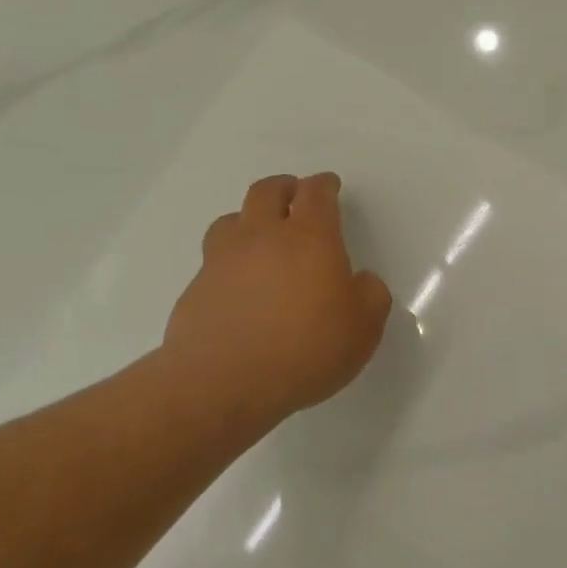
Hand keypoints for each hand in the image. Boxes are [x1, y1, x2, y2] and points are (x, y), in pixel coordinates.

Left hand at [162, 173, 393, 431]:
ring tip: (258, 236)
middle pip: (267, 192)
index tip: (329, 186)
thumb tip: (361, 282)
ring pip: (231, 220)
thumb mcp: (364, 328)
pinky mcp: (196, 288)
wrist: (224, 382)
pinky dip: (228, 263)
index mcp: (309, 237)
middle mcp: (262, 236)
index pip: (316, 193)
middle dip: (284, 188)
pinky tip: (237, 288)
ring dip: (248, 219)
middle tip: (294, 196)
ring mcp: (222, 260)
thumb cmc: (305, 349)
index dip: (324, 185)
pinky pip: (214, 261)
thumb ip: (371, 296)